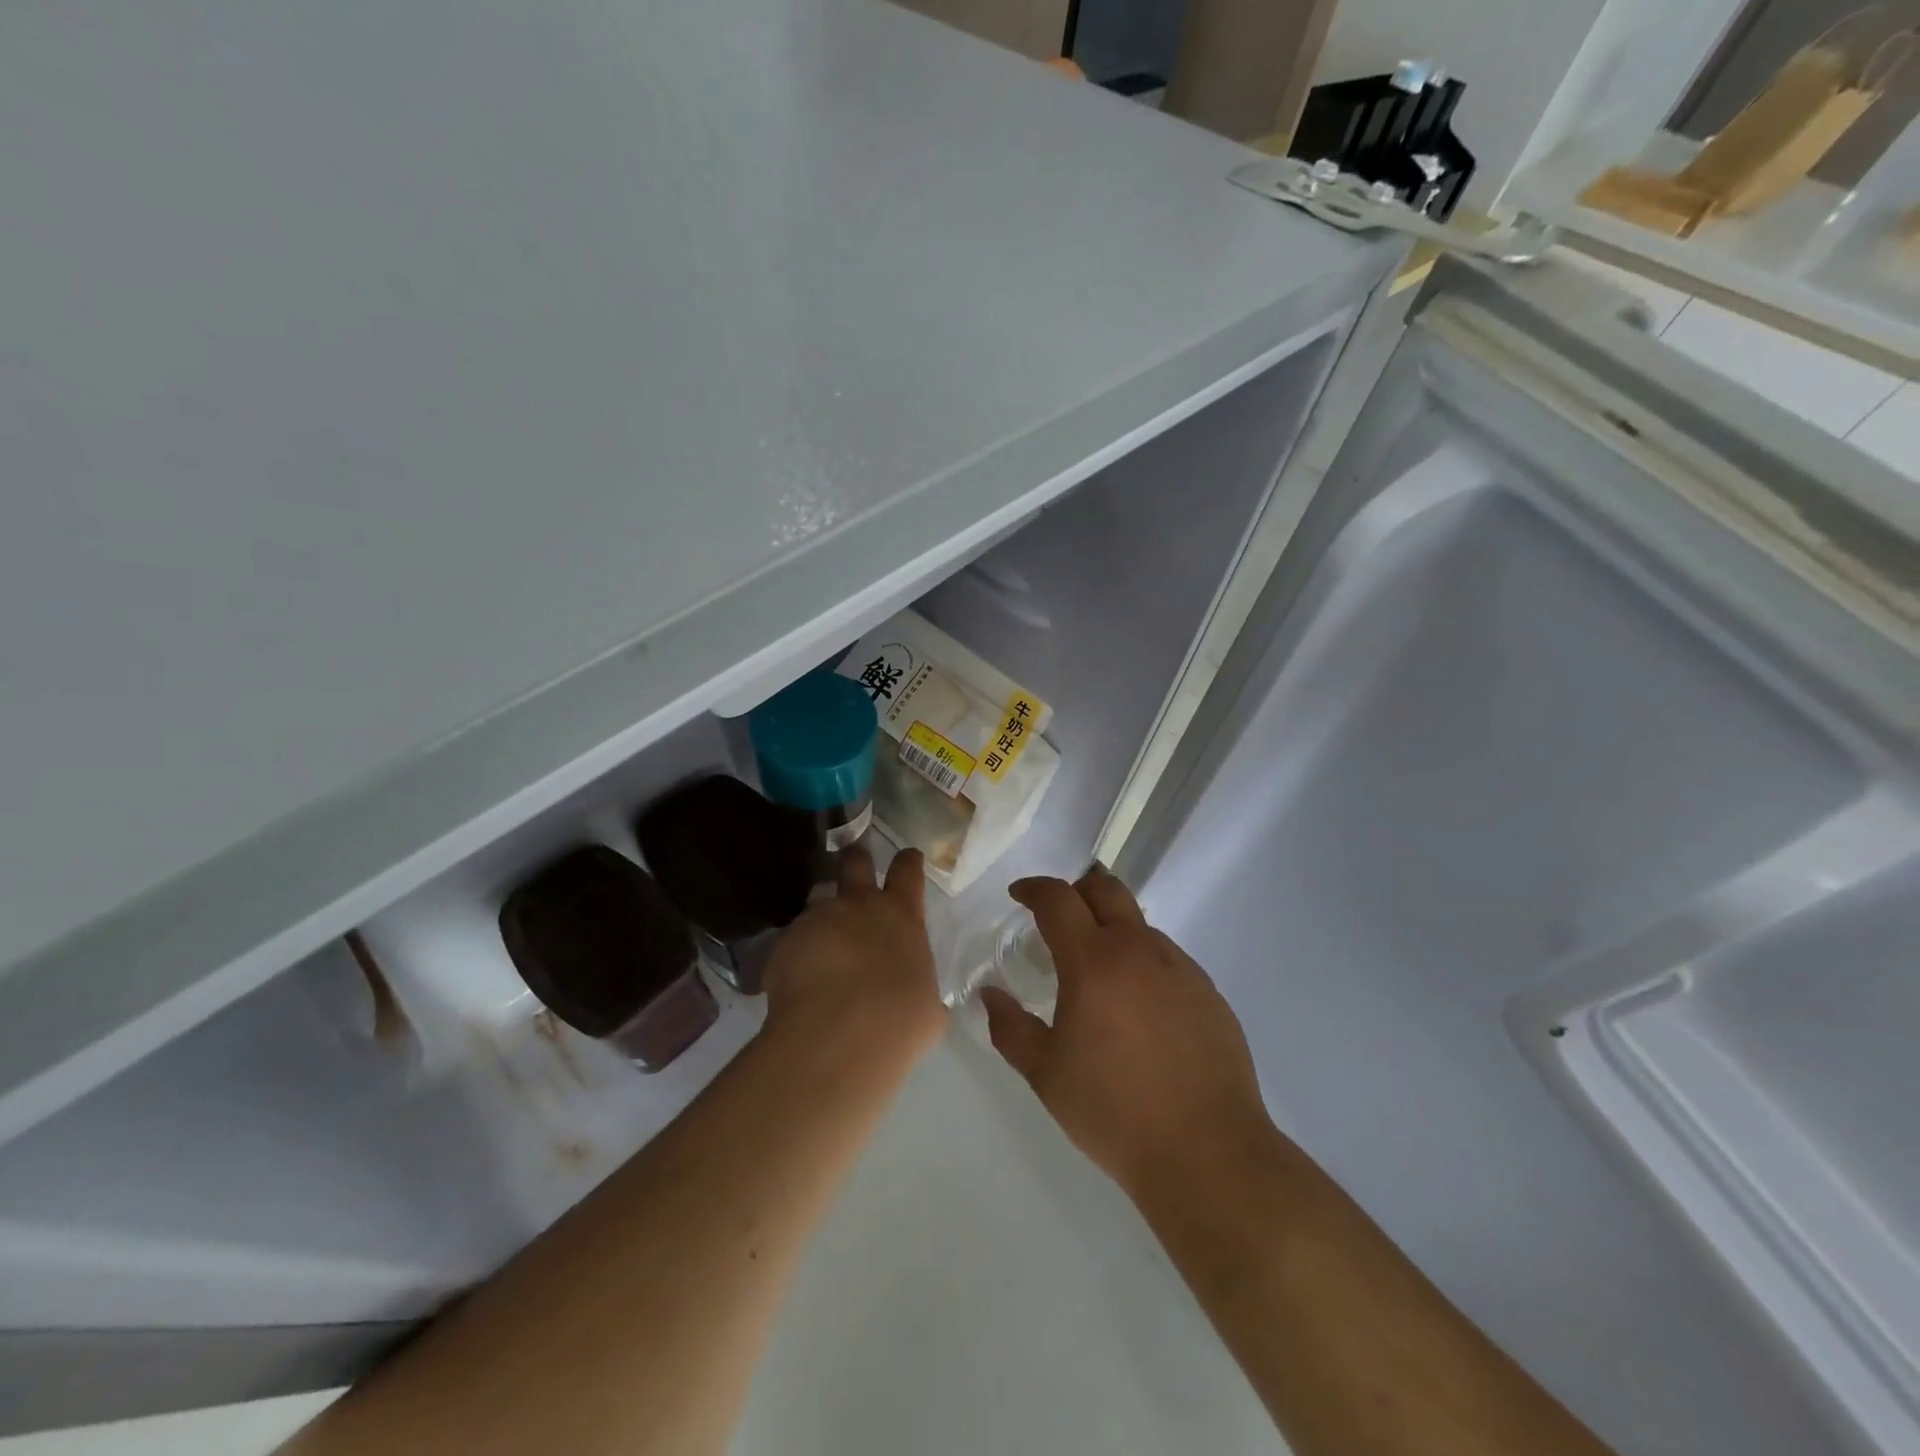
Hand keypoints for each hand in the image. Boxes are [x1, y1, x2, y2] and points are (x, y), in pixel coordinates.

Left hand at [763, 845, 944, 1068]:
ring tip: (821, 943)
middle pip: (856, 861)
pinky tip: (799, 982)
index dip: (908, 861)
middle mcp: (859, 905)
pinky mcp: (785, 942)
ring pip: (818, 900)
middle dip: (856, 859)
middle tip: (855, 865)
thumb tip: (919, 999)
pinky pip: (793, 941)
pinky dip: (797, 954)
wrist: (836, 1035)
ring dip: (822, 915)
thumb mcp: (926, 1008)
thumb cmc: (897, 1020)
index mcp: (901, 916)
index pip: (908, 870)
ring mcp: (818, 918)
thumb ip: (920, 990)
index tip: (908, 858)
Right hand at [982, 868, 1269, 1199]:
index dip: (1034, 889)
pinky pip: (1167, 959)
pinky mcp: (1208, 992)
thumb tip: (990, 995)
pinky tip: (1139, 1011)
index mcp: (1094, 962)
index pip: (1058, 899)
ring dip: (1111, 932)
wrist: (1208, 1152)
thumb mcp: (1046, 1074)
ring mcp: (1180, 968)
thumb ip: (1010, 1028)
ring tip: (1099, 977)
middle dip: (1076, 891)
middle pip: (1106, 889)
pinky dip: (1142, 964)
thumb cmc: (1114, 1112)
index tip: (1019, 896)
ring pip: (1139, 926)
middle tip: (1058, 918)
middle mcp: (1139, 950)